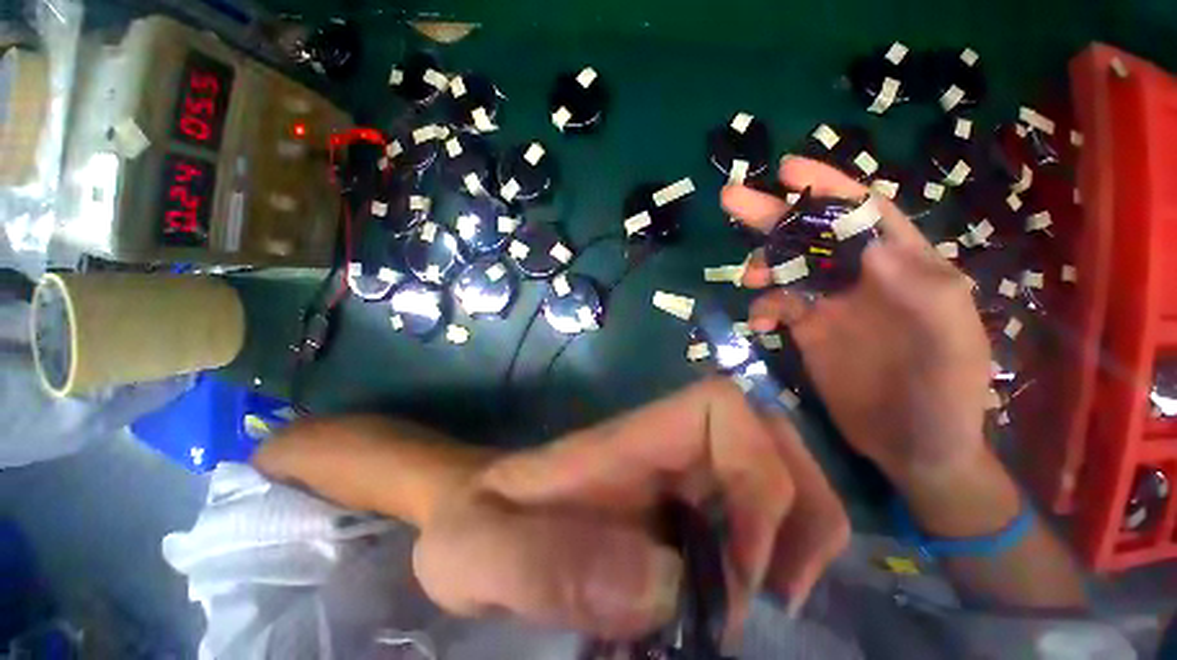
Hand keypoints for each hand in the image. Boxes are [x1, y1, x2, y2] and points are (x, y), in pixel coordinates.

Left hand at [412, 378, 848, 641]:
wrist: (470, 522)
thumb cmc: (472, 528)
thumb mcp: (482, 551)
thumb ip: (546, 565)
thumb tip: (664, 585)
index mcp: (627, 442)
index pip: (721, 405)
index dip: (755, 469)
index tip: (744, 565)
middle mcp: (664, 450)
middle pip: (767, 438)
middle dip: (797, 509)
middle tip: (775, 596)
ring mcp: (676, 479)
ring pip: (772, 477)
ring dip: (795, 539)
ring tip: (768, 606)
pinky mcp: (679, 514)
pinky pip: (752, 518)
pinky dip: (773, 559)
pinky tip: (742, 608)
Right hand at [721, 157, 991, 485]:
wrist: (914, 446)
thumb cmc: (946, 395)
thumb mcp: (951, 343)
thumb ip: (922, 292)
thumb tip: (871, 245)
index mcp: (905, 267)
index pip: (865, 213)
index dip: (827, 187)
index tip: (788, 169)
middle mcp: (863, 278)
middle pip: (813, 234)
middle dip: (774, 214)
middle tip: (731, 199)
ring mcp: (831, 304)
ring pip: (787, 267)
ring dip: (763, 264)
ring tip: (750, 277)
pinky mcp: (808, 330)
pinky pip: (777, 306)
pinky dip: (762, 308)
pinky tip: (759, 323)